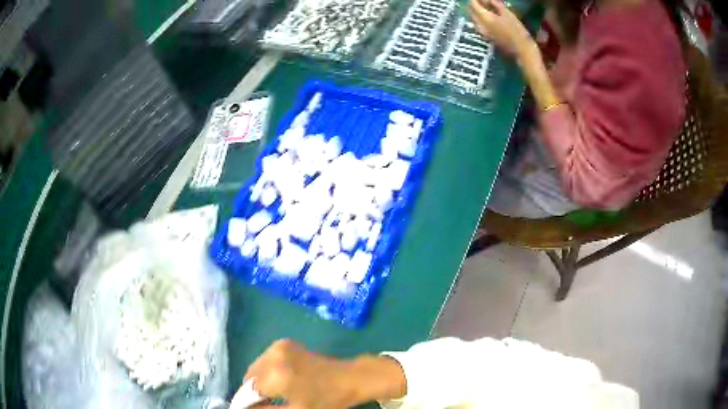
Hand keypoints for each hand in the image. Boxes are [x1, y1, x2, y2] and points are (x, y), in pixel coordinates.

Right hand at [241, 340, 405, 408]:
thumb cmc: (327, 399)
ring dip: (258, 381)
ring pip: (256, 368)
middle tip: (264, 403)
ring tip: (272, 394)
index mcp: (276, 375)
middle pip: (250, 377)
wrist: (350, 378)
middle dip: (252, 391)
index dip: (247, 401)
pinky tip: (278, 381)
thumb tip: (249, 408)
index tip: (250, 408)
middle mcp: (273, 356)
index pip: (249, 390)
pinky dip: (266, 371)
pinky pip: (264, 360)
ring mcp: (279, 346)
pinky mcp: (284, 343)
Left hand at [469, 0, 535, 59]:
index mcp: (485, 18)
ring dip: (476, 12)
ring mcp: (482, 33)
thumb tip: (488, 0)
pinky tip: (487, 18)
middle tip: (482, 2)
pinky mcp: (486, 38)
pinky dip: (479, 19)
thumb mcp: (508, 14)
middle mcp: (480, 25)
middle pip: (471, 12)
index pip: (473, 4)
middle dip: (474, 5)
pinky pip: (478, 25)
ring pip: (473, 19)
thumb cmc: (518, 31)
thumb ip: (496, 5)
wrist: (522, 51)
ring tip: (485, 8)